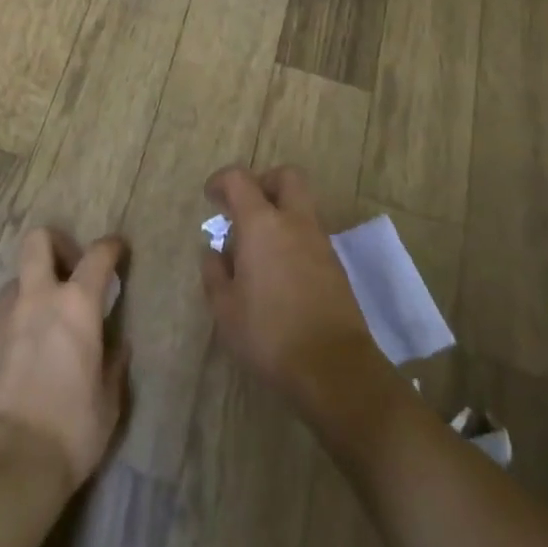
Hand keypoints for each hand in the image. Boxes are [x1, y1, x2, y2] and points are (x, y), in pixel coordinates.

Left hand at [0, 229, 128, 491]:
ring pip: (18, 276)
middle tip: (71, 268)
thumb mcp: (108, 401)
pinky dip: (19, 316)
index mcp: (76, 305)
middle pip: (38, 240)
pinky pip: (4, 312)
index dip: (111, 246)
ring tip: (48, 316)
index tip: (118, 249)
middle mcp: (37, 297)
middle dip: (56, 243)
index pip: (97, 256)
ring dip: (34, 284)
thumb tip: (116, 347)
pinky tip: (28, 348)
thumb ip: (113, 364)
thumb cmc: (71, 429)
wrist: (8, 460)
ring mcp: (4, 316)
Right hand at [199, 166, 389, 424]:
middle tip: (244, 207)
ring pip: (302, 206)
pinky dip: (293, 238)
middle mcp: (295, 223)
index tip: (211, 197)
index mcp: (262, 224)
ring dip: (280, 213)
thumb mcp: (225, 308)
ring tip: (257, 247)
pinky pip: (311, 235)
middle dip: (264, 182)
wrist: (334, 370)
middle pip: (286, 177)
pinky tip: (278, 271)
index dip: (221, 181)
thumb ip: (215, 272)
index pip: (240, 179)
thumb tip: (215, 251)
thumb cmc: (269, 334)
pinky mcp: (336, 266)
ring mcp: (321, 243)